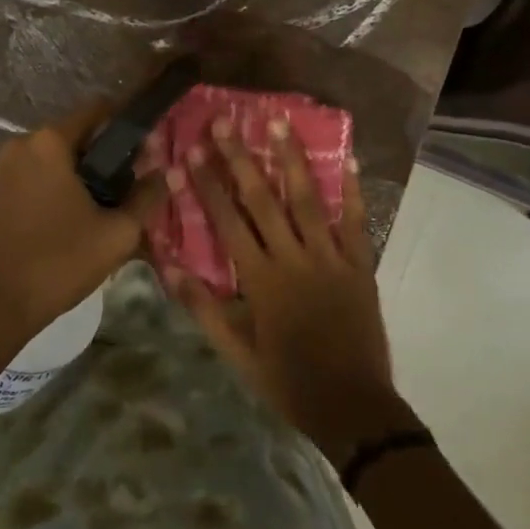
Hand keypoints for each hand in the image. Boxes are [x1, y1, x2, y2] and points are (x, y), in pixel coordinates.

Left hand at [0, 98, 165, 352]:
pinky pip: (40, 175)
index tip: (150, 148)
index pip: (99, 110)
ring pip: (60, 157)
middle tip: (134, 186)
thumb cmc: (59, 262)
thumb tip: (161, 174)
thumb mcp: (117, 233)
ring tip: (110, 207)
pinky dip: (62, 187)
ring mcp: (6, 167)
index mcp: (50, 141)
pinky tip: (79, 218)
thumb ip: (146, 197)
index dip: (129, 125)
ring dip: (86, 174)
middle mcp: (24, 143)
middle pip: (80, 135)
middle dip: (109, 156)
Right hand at [168, 115, 409, 464]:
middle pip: (262, 200)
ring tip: (279, 121)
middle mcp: (294, 259)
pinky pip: (356, 222)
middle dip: (241, 159)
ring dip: (291, 158)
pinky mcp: (360, 266)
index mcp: (261, 280)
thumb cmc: (288, 380)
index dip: (206, 186)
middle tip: (225, 122)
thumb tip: (169, 266)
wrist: (352, 407)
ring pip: (307, 200)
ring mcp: (331, 258)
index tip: (190, 153)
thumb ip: (203, 308)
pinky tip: (347, 158)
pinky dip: (352, 190)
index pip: (227, 223)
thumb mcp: (236, 353)